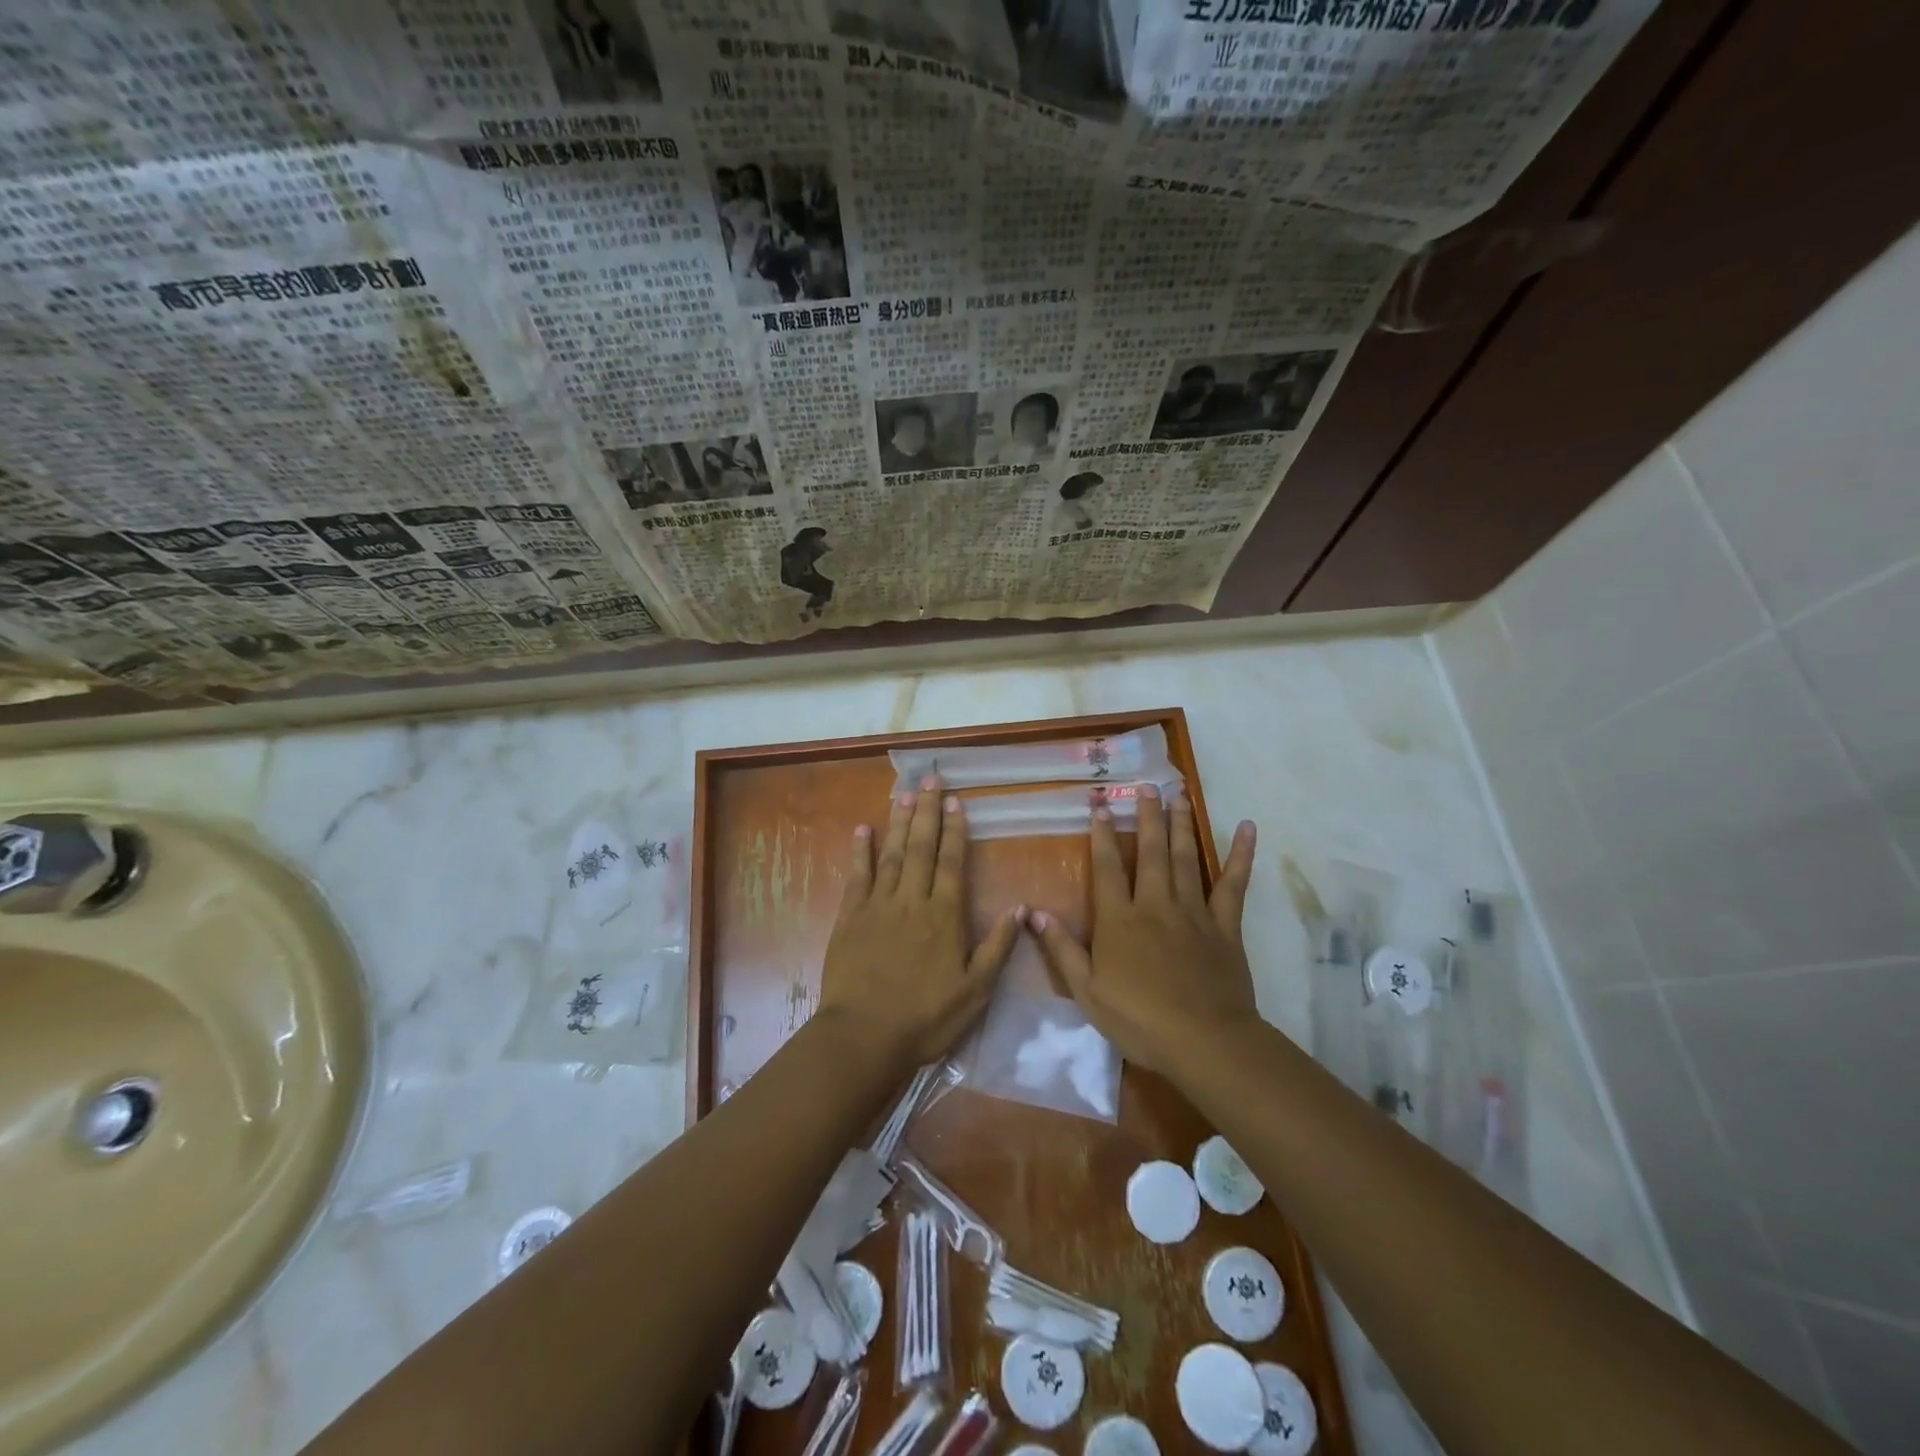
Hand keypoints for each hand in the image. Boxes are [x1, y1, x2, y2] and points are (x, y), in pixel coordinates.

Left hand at [818, 776, 1021, 1070]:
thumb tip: (1020, 908)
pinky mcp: (850, 917)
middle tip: (930, 778)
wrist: (865, 1036)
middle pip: (922, 848)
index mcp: (944, 916)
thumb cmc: (926, 1018)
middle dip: (927, 811)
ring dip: (899, 822)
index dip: (955, 830)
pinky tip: (863, 830)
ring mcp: (878, 906)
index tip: (955, 801)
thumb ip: (997, 947)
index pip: (952, 862)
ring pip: (892, 854)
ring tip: (904, 793)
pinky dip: (861, 852)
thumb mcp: (975, 992)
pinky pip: (857, 876)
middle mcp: (912, 901)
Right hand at [1030, 786, 1256, 1076]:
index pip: (1107, 868)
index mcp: (1119, 920)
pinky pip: (1234, 885)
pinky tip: (1246, 828)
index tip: (1101, 805)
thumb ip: (1062, 949)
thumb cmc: (1139, 1020)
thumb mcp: (1087, 992)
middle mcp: (1154, 905)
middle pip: (1150, 852)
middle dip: (1147, 817)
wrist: (1204, 1041)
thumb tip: (1033, 912)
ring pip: (1185, 858)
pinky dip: (1241, 855)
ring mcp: (1193, 912)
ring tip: (1179, 795)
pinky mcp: (1225, 926)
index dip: (1103, 835)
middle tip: (1147, 785)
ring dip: (1181, 824)